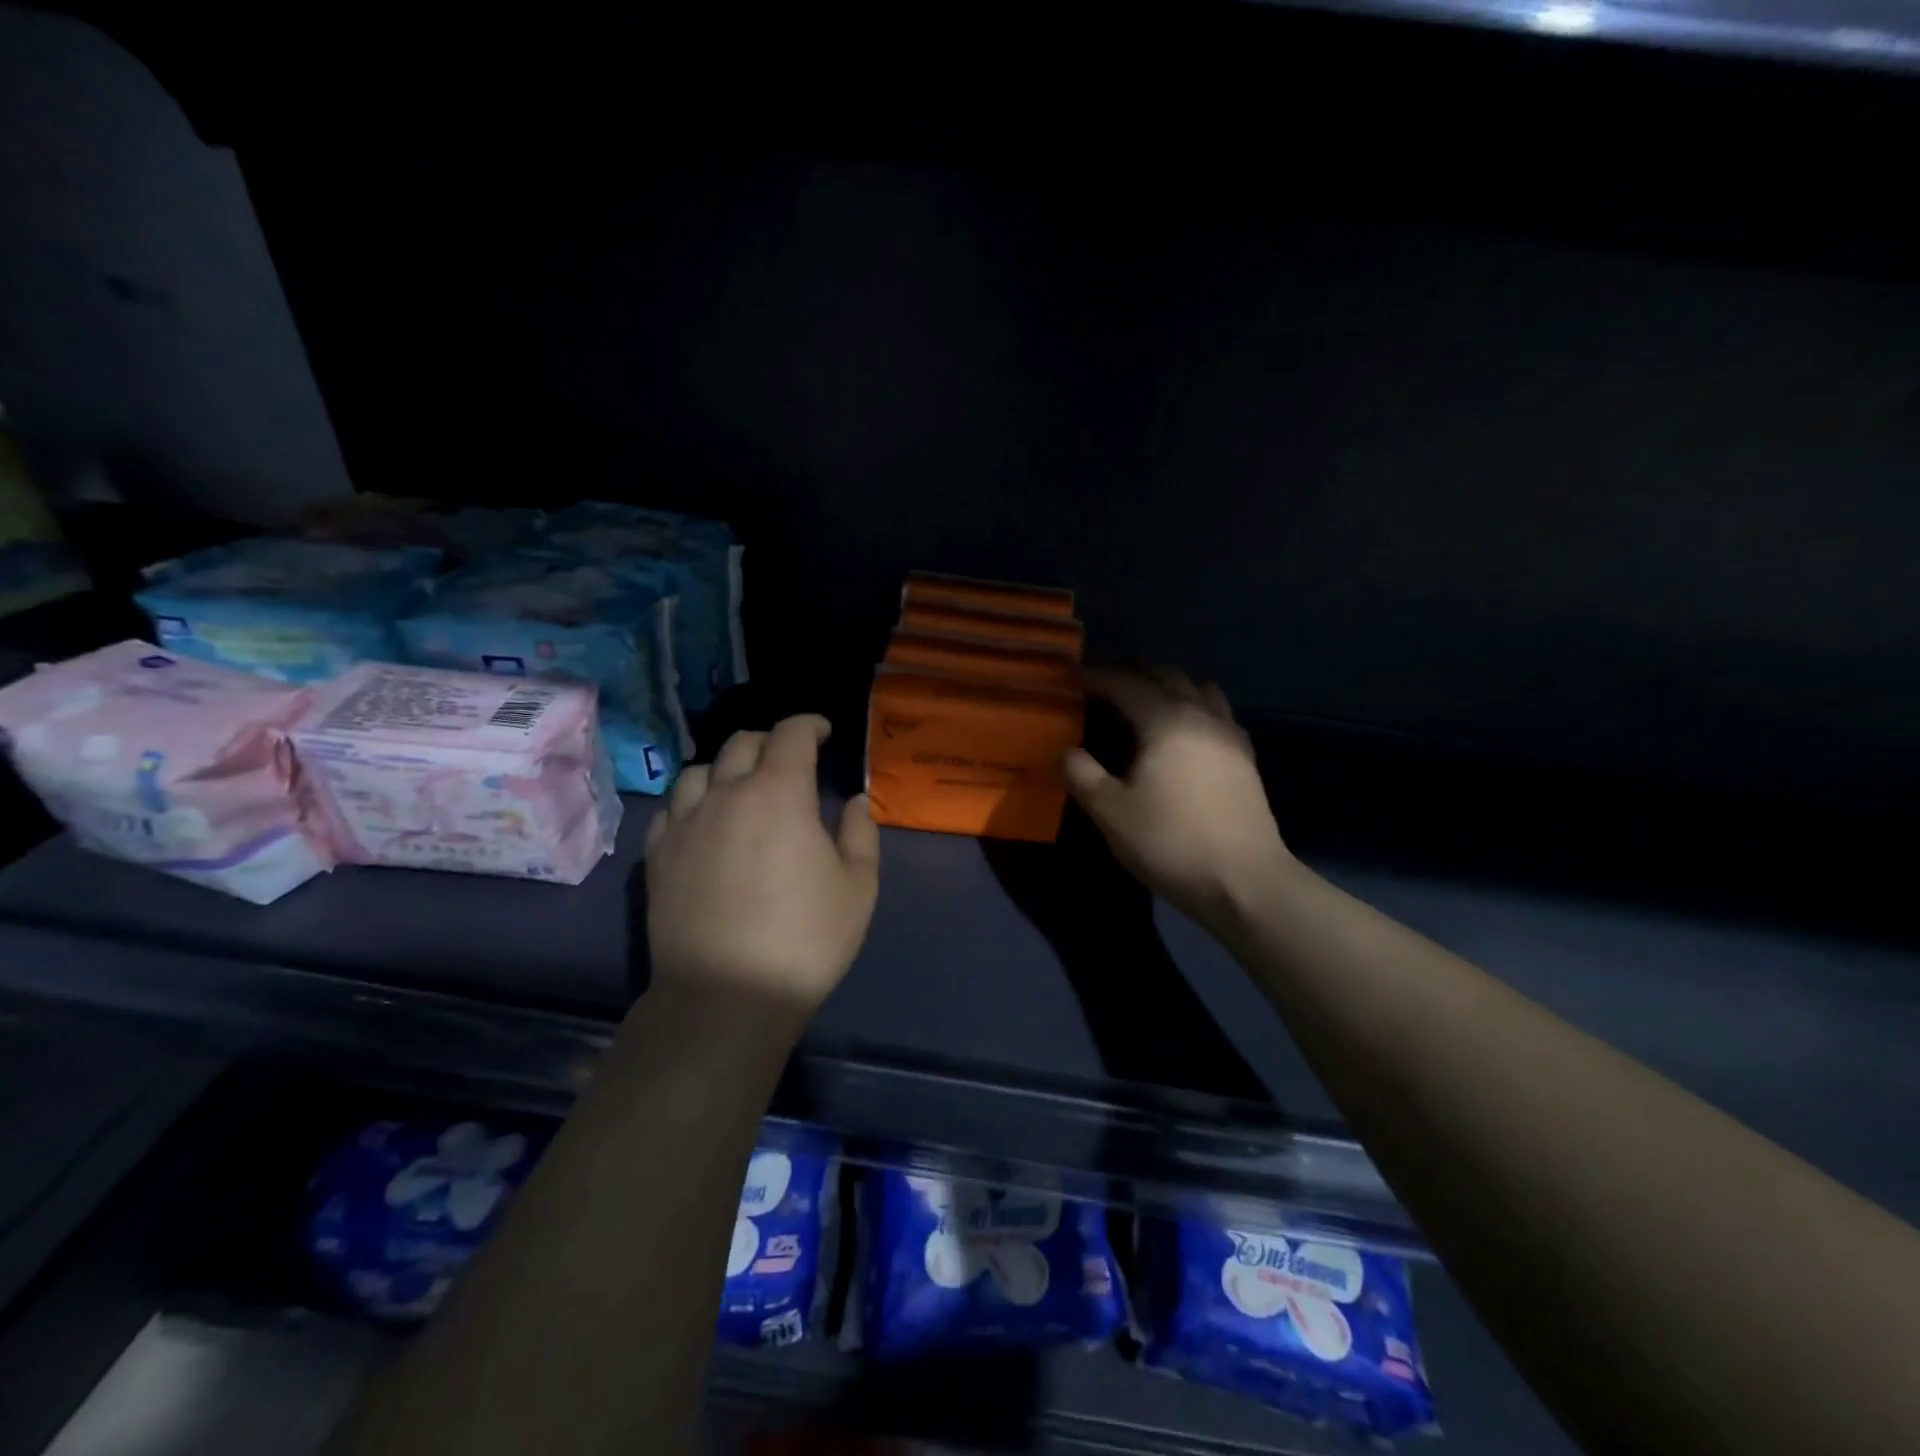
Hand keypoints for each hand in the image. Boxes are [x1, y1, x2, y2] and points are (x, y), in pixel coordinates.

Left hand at [644, 715, 879, 1013]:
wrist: (726, 996)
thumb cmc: (805, 940)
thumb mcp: (859, 888)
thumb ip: (860, 833)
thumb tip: (854, 801)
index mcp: (780, 793)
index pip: (791, 734)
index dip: (810, 724)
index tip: (824, 732)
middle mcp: (726, 794)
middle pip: (742, 743)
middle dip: (771, 741)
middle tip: (790, 761)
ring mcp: (685, 824)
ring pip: (699, 770)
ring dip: (727, 768)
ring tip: (741, 788)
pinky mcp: (657, 856)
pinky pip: (671, 807)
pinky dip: (693, 801)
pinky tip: (704, 821)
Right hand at [1063, 668, 1292, 926]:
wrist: (1243, 880)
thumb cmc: (1170, 841)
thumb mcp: (1110, 812)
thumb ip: (1082, 774)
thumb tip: (1066, 752)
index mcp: (1166, 721)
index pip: (1126, 684)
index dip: (1097, 677)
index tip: (1073, 678)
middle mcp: (1201, 716)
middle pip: (1168, 677)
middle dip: (1135, 674)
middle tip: (1107, 686)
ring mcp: (1229, 736)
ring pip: (1201, 690)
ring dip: (1172, 687)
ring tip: (1149, 703)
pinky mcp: (1245, 759)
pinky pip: (1219, 715)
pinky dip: (1197, 709)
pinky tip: (1186, 734)